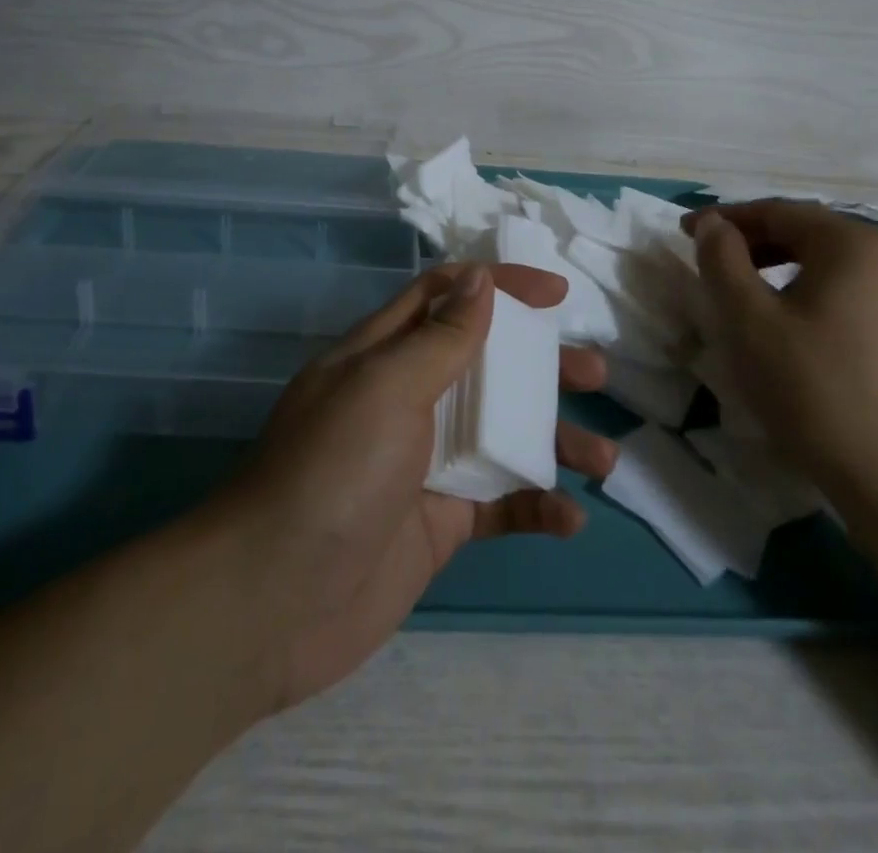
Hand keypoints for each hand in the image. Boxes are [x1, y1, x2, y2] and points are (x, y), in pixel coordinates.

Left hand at [216, 263, 616, 712]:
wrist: (275, 599)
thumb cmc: (334, 470)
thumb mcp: (386, 387)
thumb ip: (440, 337)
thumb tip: (480, 279)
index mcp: (386, 353)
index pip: (446, 297)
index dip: (499, 285)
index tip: (557, 294)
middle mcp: (408, 399)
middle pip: (486, 364)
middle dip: (541, 364)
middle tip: (594, 373)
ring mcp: (426, 462)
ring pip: (502, 434)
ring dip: (553, 440)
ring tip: (603, 458)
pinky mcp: (439, 522)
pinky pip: (499, 503)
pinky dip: (536, 505)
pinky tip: (570, 517)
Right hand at [682, 201, 877, 494]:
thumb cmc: (811, 385)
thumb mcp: (748, 318)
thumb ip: (722, 259)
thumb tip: (711, 223)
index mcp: (851, 243)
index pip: (776, 211)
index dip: (725, 219)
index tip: (683, 232)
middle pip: (802, 231)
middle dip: (748, 239)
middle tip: (705, 258)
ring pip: (819, 260)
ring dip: (770, 264)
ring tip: (733, 286)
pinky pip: (837, 286)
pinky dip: (798, 287)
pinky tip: (776, 316)